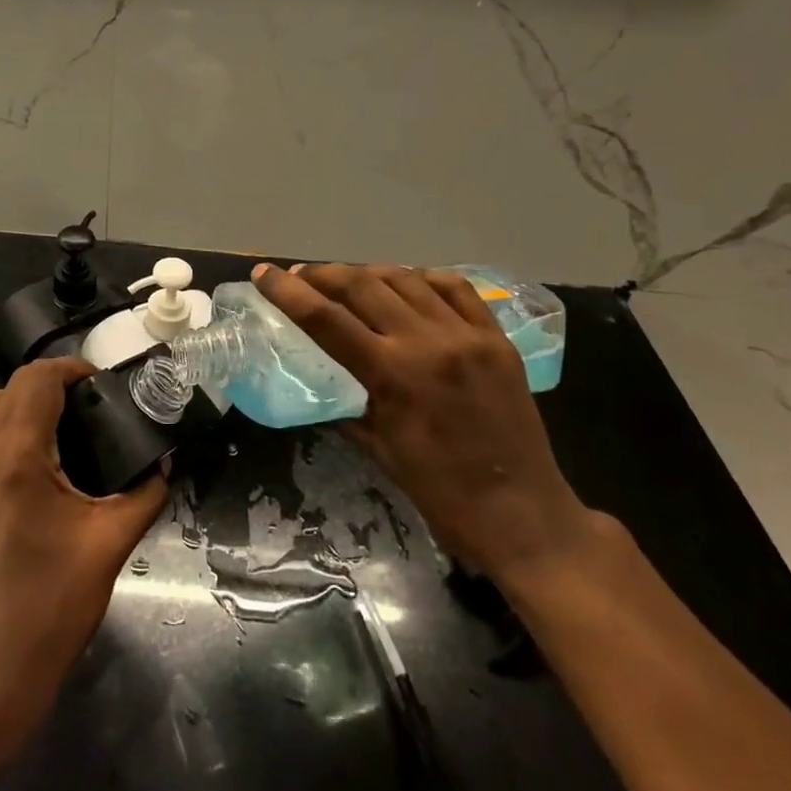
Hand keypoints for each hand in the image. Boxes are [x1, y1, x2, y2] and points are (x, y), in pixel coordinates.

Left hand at [0, 356, 168, 770]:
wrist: (0, 662)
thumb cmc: (57, 599)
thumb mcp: (113, 541)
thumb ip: (146, 492)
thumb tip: (164, 462)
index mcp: (19, 455)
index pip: (38, 379)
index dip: (72, 369)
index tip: (103, 384)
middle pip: (12, 384)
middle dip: (52, 380)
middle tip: (90, 400)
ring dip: (24, 398)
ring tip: (64, 420)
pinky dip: (6, 421)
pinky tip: (37, 452)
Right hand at [252, 262, 590, 584]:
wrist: (526, 517)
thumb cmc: (443, 494)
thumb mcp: (380, 450)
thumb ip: (348, 405)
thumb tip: (322, 384)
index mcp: (393, 375)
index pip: (325, 318)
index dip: (288, 292)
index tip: (264, 274)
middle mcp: (428, 343)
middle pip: (362, 286)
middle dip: (323, 275)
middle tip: (303, 277)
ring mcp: (467, 336)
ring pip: (406, 278)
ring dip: (368, 273)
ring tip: (349, 279)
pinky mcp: (497, 339)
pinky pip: (456, 288)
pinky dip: (423, 278)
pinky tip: (408, 283)